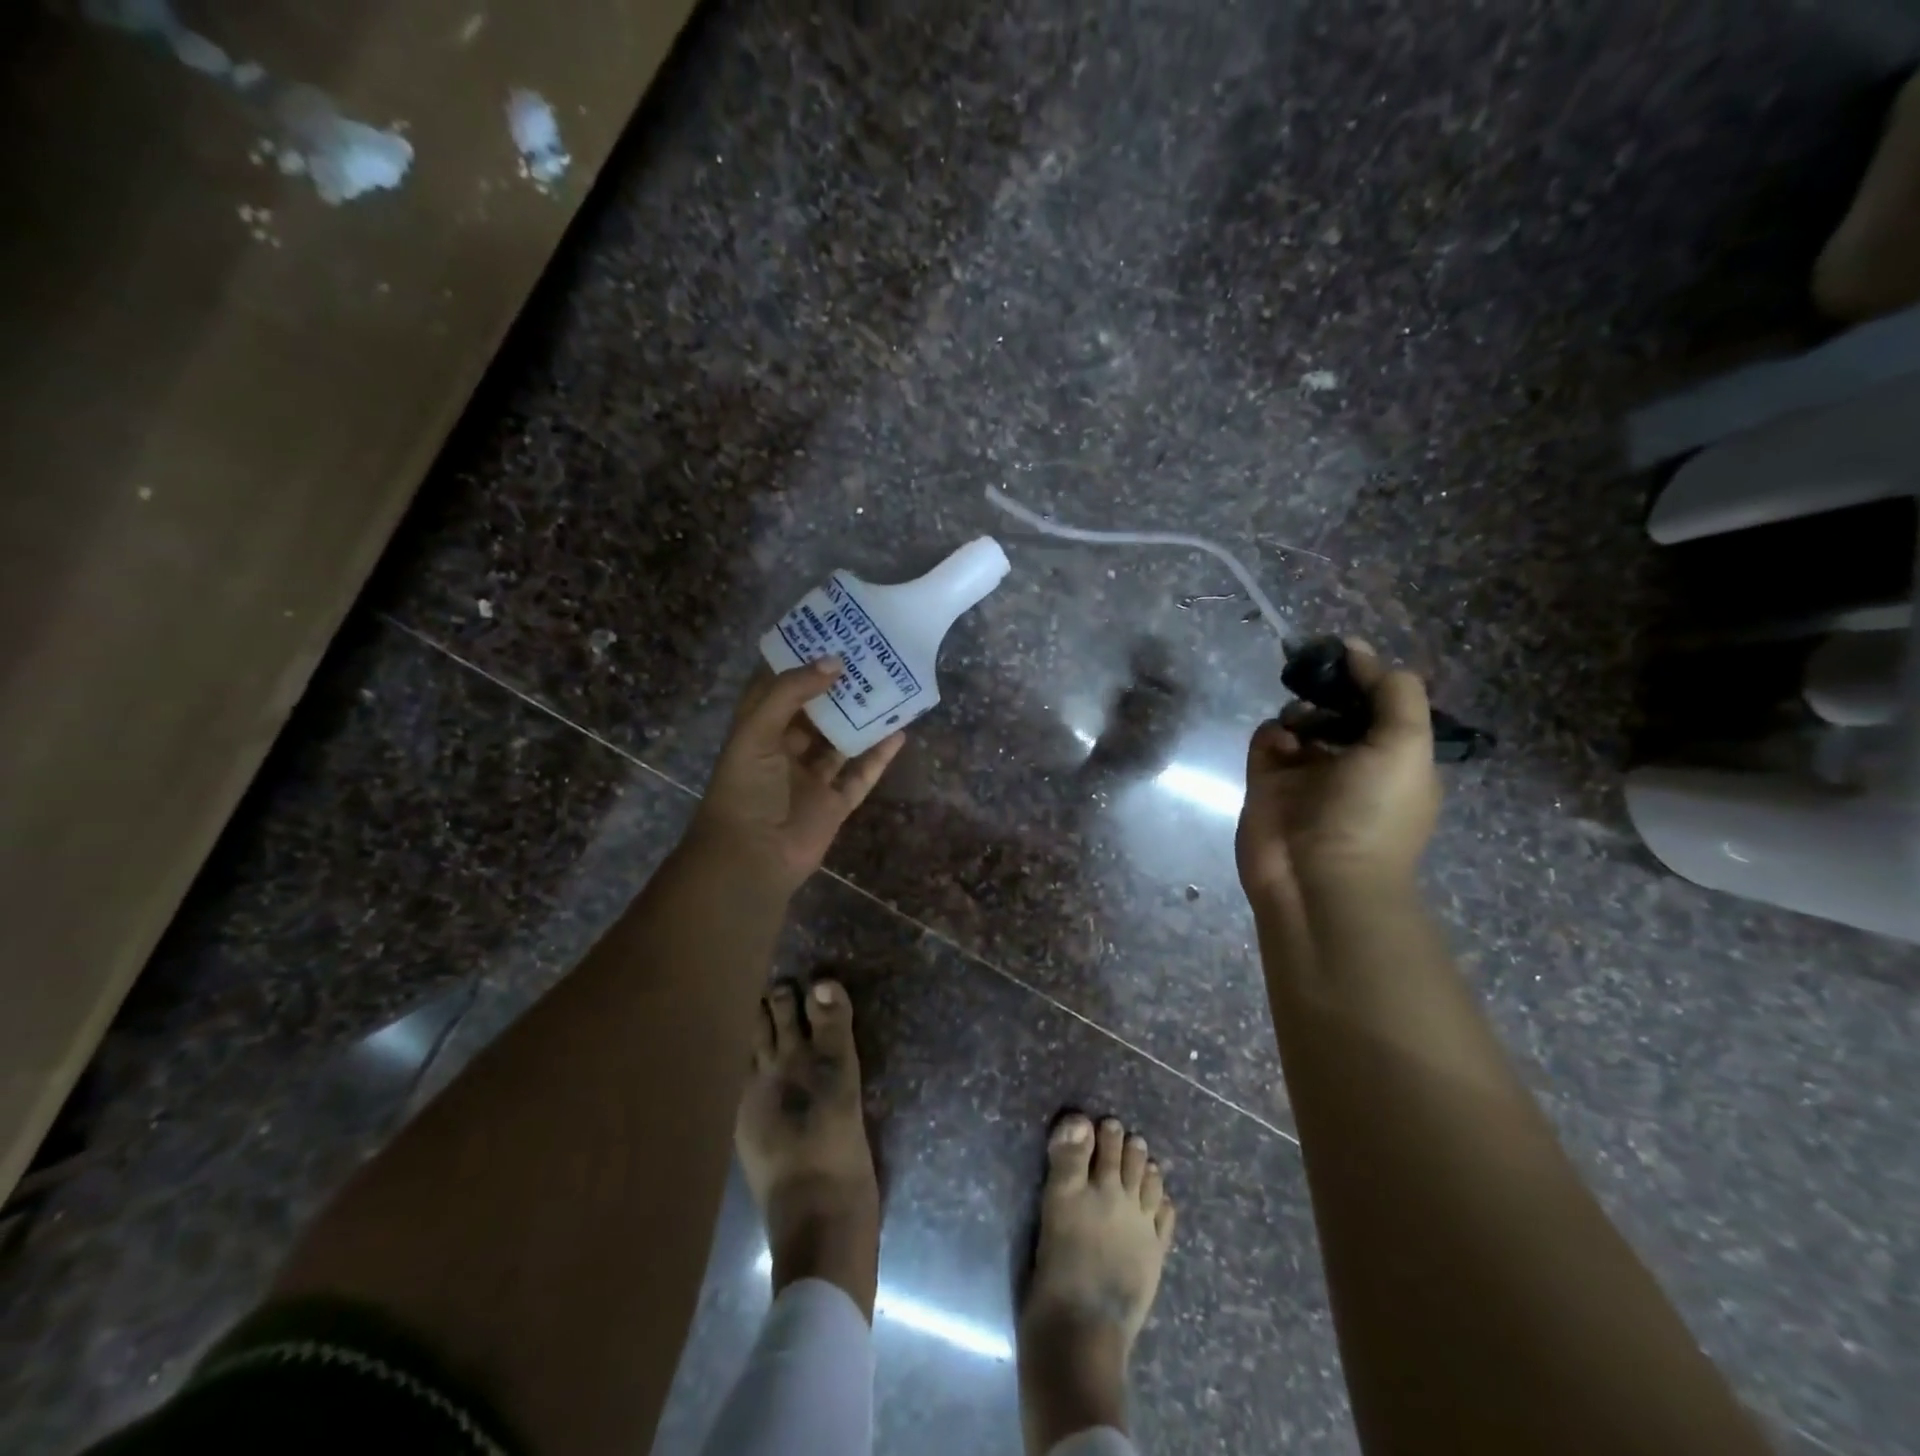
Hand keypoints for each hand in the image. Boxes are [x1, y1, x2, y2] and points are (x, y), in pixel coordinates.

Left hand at [688, 658, 905, 894]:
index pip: (776, 689)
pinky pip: (860, 774)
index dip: (797, 663)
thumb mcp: (757, 733)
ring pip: (841, 742)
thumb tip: (834, 662)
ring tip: (889, 689)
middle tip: (867, 658)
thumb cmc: (746, 790)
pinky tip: (899, 733)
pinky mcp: (834, 803)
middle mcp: (785, 751)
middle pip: (815, 713)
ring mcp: (811, 778)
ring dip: (861, 719)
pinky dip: (879, 755)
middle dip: (837, 688)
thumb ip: (791, 694)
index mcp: (758, 732)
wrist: (752, 859)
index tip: (825, 636)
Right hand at [1235, 640, 1440, 913]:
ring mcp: (1306, 774)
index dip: (1367, 676)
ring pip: (1300, 722)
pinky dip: (1272, 734)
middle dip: (1328, 690)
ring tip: (1300, 723)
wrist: (1318, 878)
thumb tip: (1362, 652)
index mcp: (1394, 759)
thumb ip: (1393, 693)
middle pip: (1338, 709)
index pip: (1382, 704)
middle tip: (1314, 676)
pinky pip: (1267, 741)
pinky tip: (1280, 744)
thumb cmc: (1373, 812)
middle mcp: (1352, 763)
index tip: (1347, 652)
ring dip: (1299, 712)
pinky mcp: (1267, 783)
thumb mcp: (1406, 746)